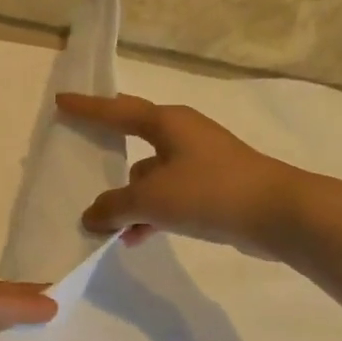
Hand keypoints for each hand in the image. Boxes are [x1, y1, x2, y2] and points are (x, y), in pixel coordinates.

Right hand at [55, 92, 312, 257]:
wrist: (279, 214)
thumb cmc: (209, 192)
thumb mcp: (151, 199)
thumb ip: (114, 207)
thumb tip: (92, 216)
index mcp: (168, 123)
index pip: (117, 111)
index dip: (88, 108)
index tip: (62, 101)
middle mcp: (184, 135)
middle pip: (135, 139)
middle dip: (109, 153)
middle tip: (83, 154)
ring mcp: (202, 162)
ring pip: (151, 176)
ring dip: (130, 199)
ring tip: (108, 226)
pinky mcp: (214, 188)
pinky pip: (170, 197)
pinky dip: (152, 214)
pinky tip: (138, 239)